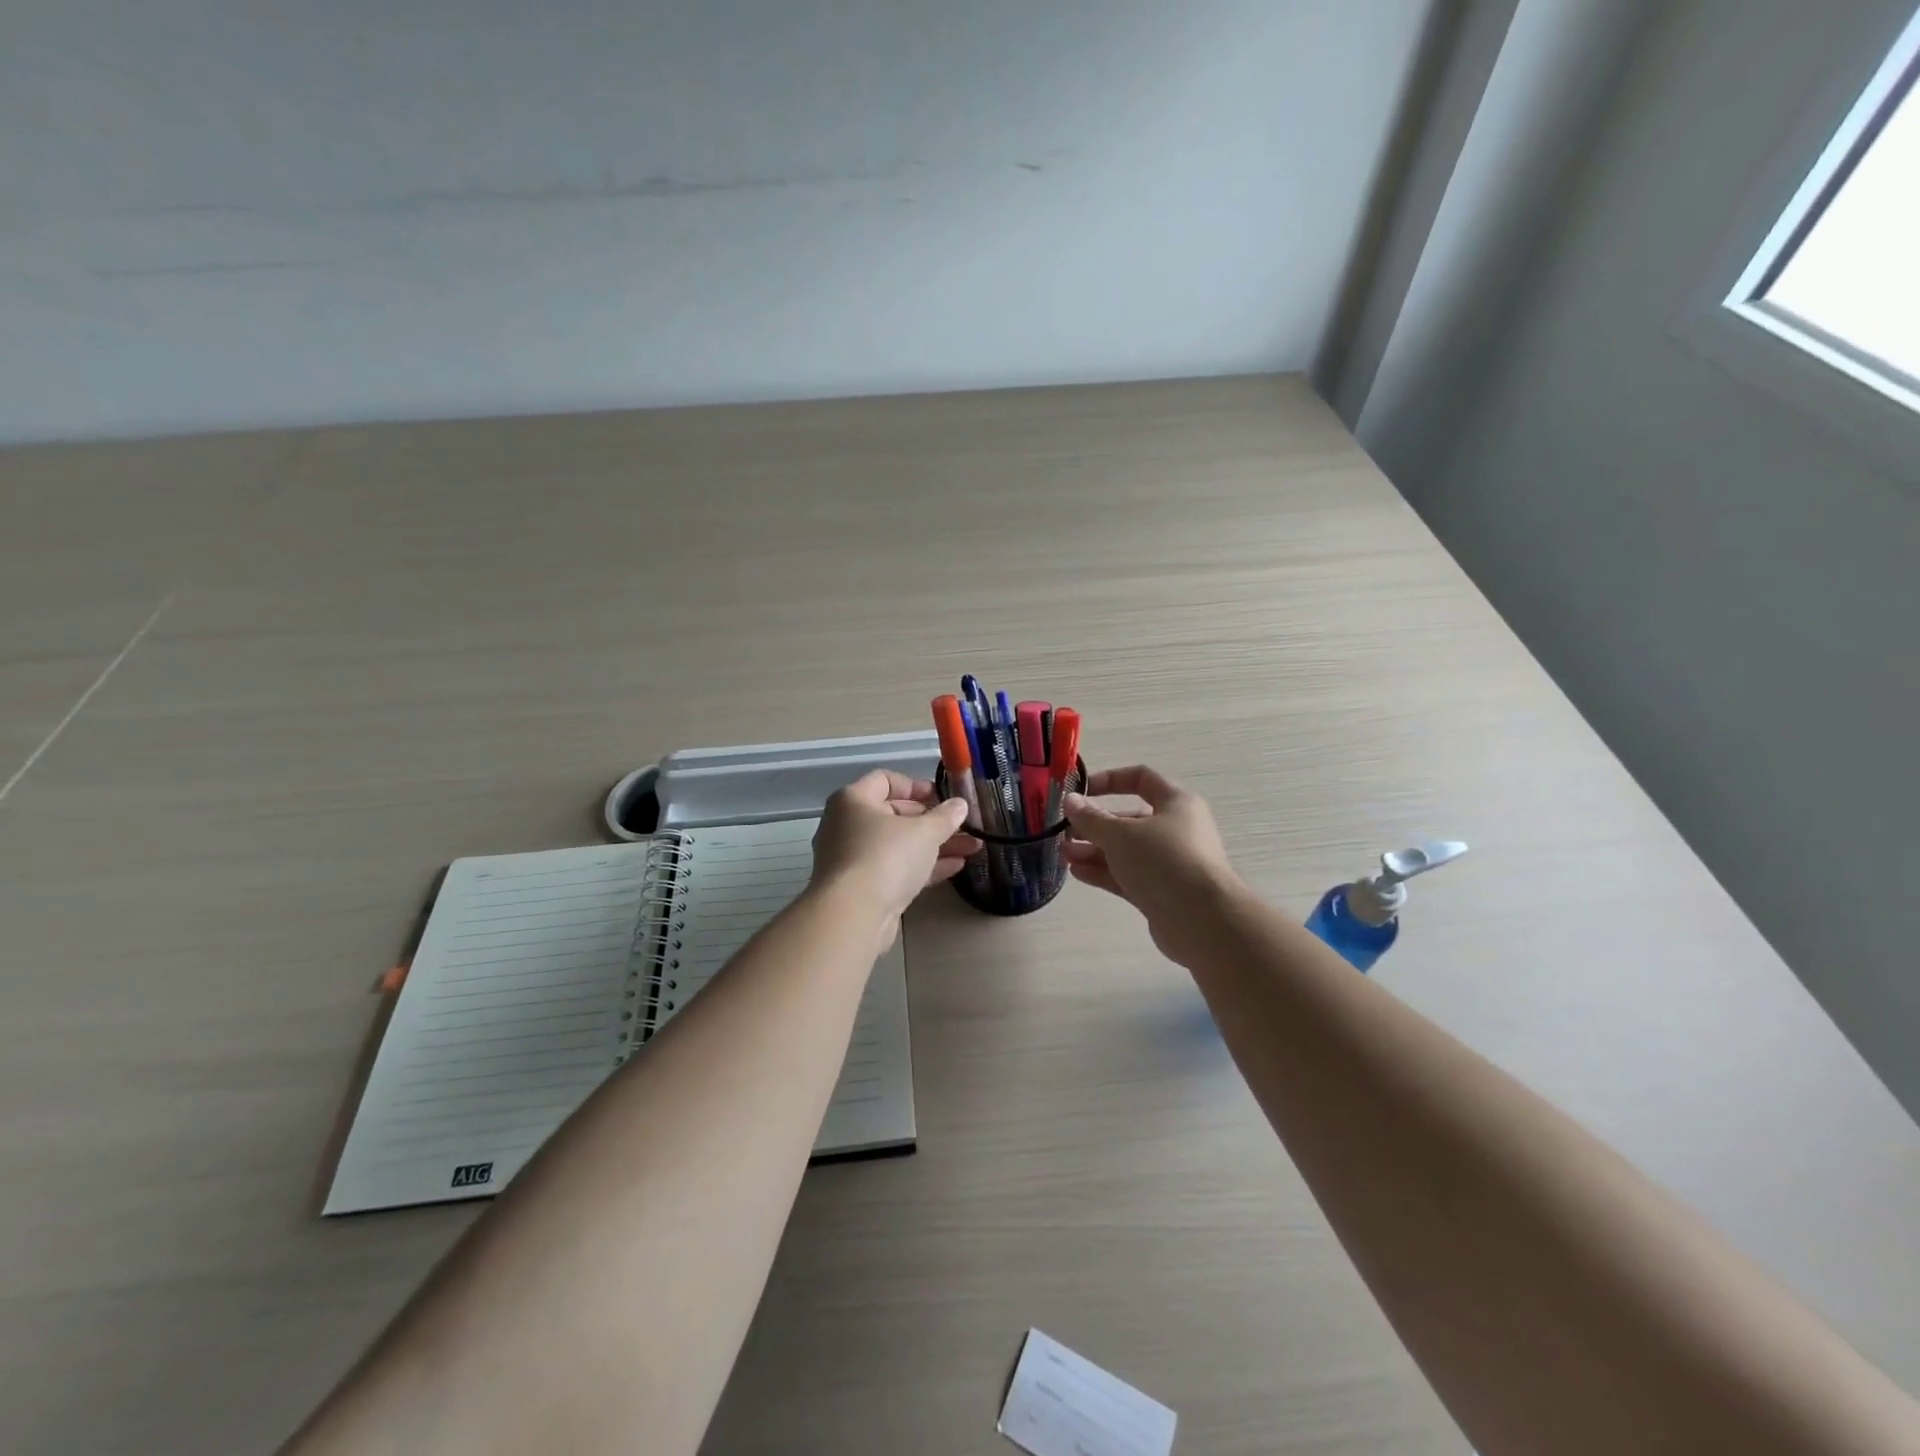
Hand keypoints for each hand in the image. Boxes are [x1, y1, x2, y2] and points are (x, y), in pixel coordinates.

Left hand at [809, 770, 978, 940]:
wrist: (853, 915)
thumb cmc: (886, 857)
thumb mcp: (924, 831)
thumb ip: (945, 816)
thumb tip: (960, 805)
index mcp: (853, 801)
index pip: (885, 780)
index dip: (916, 786)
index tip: (943, 797)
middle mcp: (847, 825)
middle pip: (894, 814)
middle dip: (933, 820)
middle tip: (962, 825)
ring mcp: (853, 859)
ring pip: (898, 845)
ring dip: (934, 845)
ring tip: (972, 847)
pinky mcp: (861, 888)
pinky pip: (895, 869)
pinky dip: (922, 866)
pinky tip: (955, 867)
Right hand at [1062, 765, 1242, 963]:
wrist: (1202, 920)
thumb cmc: (1163, 861)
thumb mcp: (1121, 834)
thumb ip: (1091, 818)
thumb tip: (1070, 801)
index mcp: (1175, 803)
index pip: (1141, 778)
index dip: (1110, 780)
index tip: (1081, 791)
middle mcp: (1175, 829)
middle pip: (1129, 820)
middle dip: (1095, 825)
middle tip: (1065, 832)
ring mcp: (1169, 863)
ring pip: (1126, 851)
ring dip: (1094, 850)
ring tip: (1064, 855)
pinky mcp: (1162, 892)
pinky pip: (1128, 875)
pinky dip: (1104, 872)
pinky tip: (1077, 873)